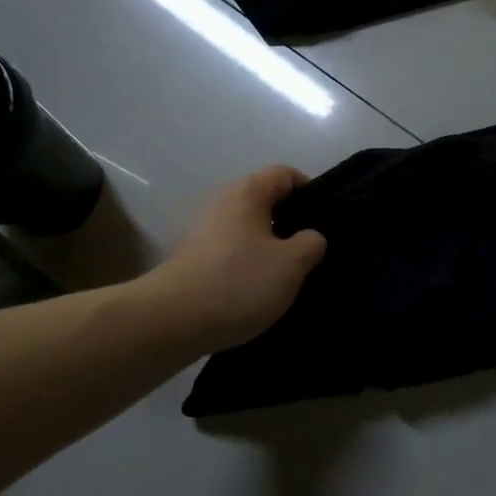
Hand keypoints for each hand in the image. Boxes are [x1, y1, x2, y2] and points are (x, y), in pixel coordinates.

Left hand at [161, 166, 327, 351]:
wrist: (172, 321)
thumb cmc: (239, 282)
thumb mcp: (291, 264)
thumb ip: (311, 243)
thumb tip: (311, 237)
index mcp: (247, 192)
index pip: (285, 174)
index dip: (310, 191)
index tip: (324, 220)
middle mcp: (222, 202)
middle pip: (265, 201)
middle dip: (290, 223)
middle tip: (311, 250)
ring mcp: (203, 231)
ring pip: (248, 229)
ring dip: (269, 247)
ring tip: (287, 274)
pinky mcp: (192, 259)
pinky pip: (231, 252)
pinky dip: (247, 264)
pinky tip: (258, 290)